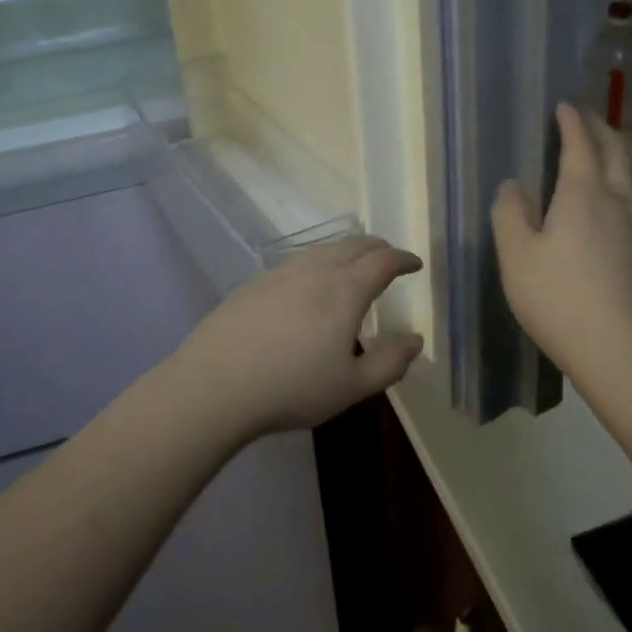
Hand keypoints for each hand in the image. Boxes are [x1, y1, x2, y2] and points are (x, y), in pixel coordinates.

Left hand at [172, 236, 423, 437]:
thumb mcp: (351, 387)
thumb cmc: (292, 387)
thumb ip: (389, 362)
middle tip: (390, 259)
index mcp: (345, 289)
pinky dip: (319, 263)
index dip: (403, 259)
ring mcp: (282, 272)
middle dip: (378, 248)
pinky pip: (298, 261)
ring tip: (353, 266)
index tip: (415, 264)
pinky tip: (310, 285)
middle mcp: (316, 269)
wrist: (216, 382)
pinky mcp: (256, 282)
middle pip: (354, 245)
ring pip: (324, 249)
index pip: (383, 261)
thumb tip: (415, 339)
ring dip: (347, 251)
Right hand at [491, 103, 631, 397]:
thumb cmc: (559, 300)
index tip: (564, 106)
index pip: (581, 145)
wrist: (622, 352)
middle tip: (589, 118)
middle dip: (603, 129)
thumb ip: (510, 214)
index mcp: (583, 195)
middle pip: (618, 152)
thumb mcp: (516, 256)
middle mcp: (619, 202)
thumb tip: (512, 185)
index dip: (573, 122)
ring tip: (622, 146)